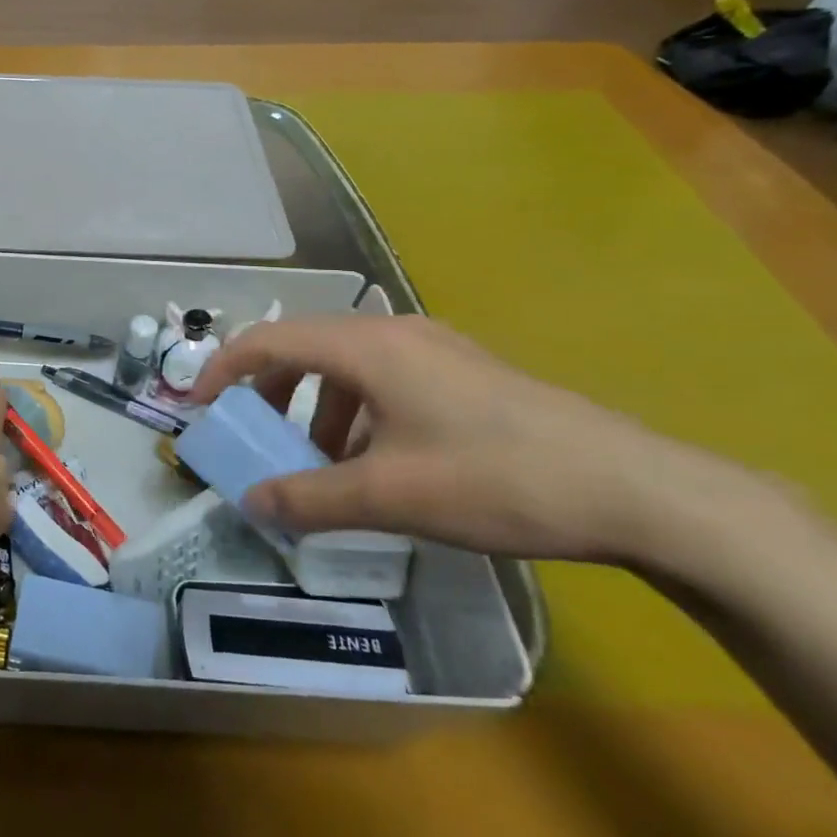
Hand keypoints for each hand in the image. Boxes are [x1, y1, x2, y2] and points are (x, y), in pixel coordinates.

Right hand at [189, 315, 775, 568]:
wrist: (638, 490)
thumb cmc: (496, 479)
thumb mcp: (389, 496)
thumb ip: (309, 498)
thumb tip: (250, 503)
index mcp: (368, 346)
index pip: (269, 340)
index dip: (223, 369)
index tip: (198, 408)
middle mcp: (395, 333)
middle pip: (304, 347)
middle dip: (269, 393)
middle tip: (256, 438)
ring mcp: (435, 350)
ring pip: (346, 367)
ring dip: (316, 409)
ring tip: (320, 464)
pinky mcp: (463, 374)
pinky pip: (384, 381)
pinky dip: (356, 414)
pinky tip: (377, 464)